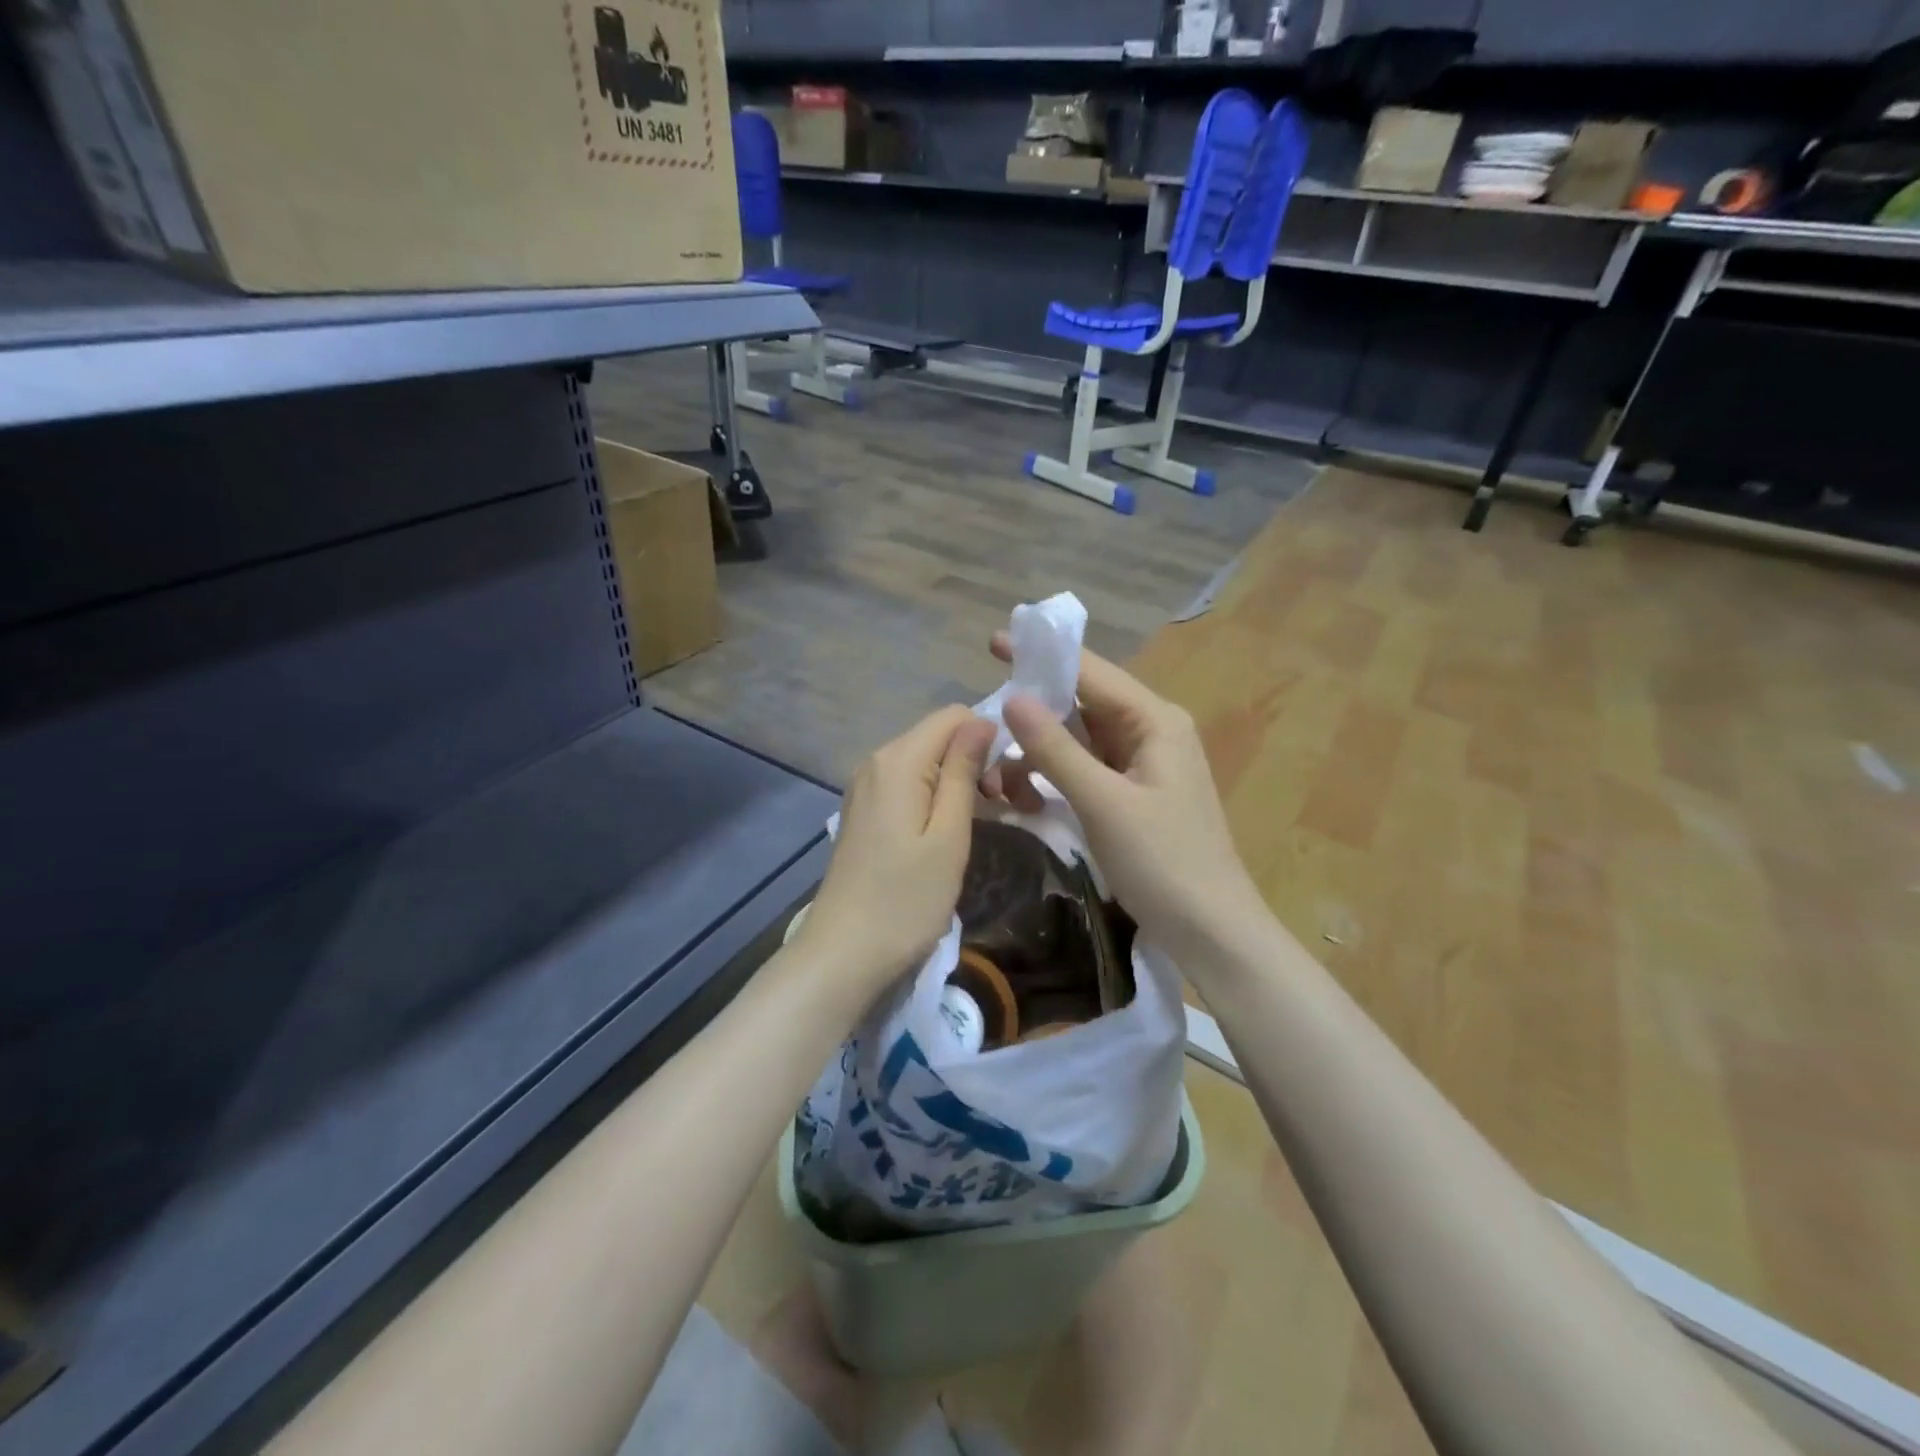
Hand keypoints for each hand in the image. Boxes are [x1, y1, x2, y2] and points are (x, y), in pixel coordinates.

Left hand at [796, 705, 996, 998]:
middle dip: (979, 762)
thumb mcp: (949, 835)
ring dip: (961, 782)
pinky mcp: (864, 812)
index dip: (989, 740)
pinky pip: (909, 785)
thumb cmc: (905, 900)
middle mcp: (876, 761)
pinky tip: (950, 832)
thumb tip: (981, 721)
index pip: (954, 716)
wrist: (842, 954)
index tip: (1007, 788)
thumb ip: (963, 772)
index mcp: (898, 760)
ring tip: (987, 822)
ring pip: (926, 762)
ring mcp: (865, 787)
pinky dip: (937, 798)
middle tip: (1007, 810)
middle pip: (939, 737)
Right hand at [979, 634, 1262, 963]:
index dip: (1042, 655)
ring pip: (1082, 739)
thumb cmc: (1163, 862)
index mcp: (1155, 720)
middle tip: (987, 719)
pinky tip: (1028, 792)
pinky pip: (1088, 768)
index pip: (1091, 672)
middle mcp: (1152, 731)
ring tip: (1001, 770)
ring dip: (1042, 750)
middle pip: (1085, 702)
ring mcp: (1145, 764)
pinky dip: (1057, 774)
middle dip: (1036, 709)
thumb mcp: (1103, 803)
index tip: (994, 642)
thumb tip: (1012, 697)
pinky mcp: (1135, 794)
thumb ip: (1056, 749)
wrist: (1212, 931)